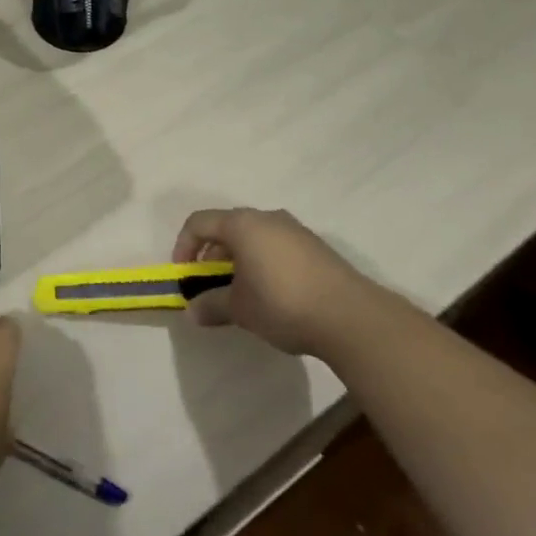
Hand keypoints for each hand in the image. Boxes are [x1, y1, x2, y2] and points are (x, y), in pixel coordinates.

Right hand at [172, 207, 371, 356]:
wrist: (351, 317)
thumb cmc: (282, 303)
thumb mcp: (239, 309)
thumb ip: (211, 305)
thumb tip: (193, 312)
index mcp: (242, 224)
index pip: (199, 223)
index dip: (184, 247)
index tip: (184, 277)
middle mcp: (268, 218)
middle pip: (227, 228)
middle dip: (211, 256)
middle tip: (210, 287)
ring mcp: (296, 231)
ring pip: (254, 237)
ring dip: (238, 260)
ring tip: (240, 294)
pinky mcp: (316, 248)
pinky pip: (276, 247)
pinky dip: (262, 263)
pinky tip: (270, 295)